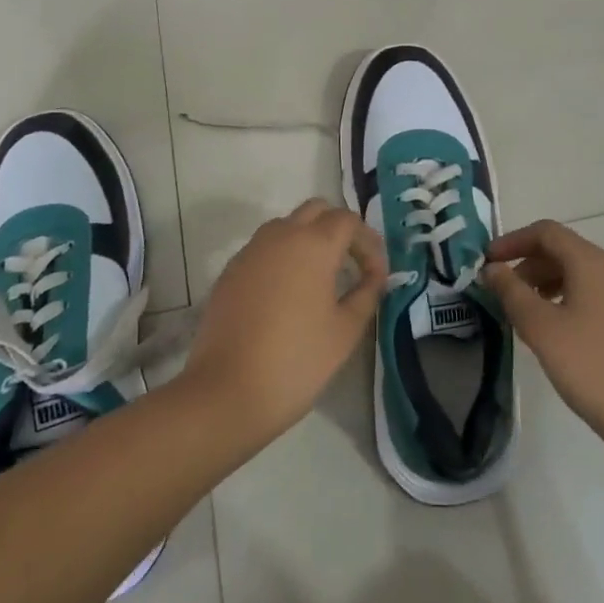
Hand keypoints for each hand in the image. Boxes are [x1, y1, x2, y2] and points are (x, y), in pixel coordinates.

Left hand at [183, 199, 386, 441]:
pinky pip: (264, 248)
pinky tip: (288, 293)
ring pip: (287, 225)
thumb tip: (375, 276)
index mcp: (313, 244)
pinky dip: (283, 256)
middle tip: (352, 263)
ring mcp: (251, 250)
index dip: (368, 242)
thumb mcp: (345, 331)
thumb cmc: (296, 361)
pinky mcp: (231, 270)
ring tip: (322, 277)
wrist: (226, 392)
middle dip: (339, 229)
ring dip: (308, 238)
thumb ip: (366, 294)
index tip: (376, 274)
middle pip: (316, 210)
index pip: (348, 221)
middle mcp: (281, 235)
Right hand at [483, 221, 603, 453]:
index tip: (490, 261)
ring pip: (593, 275)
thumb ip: (511, 291)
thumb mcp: (540, 328)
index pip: (547, 233)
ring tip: (539, 313)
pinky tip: (585, 326)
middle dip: (534, 267)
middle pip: (569, 252)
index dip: (514, 241)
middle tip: (509, 294)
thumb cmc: (590, 368)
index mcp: (593, 262)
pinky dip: (590, 302)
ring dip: (560, 284)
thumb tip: (493, 268)